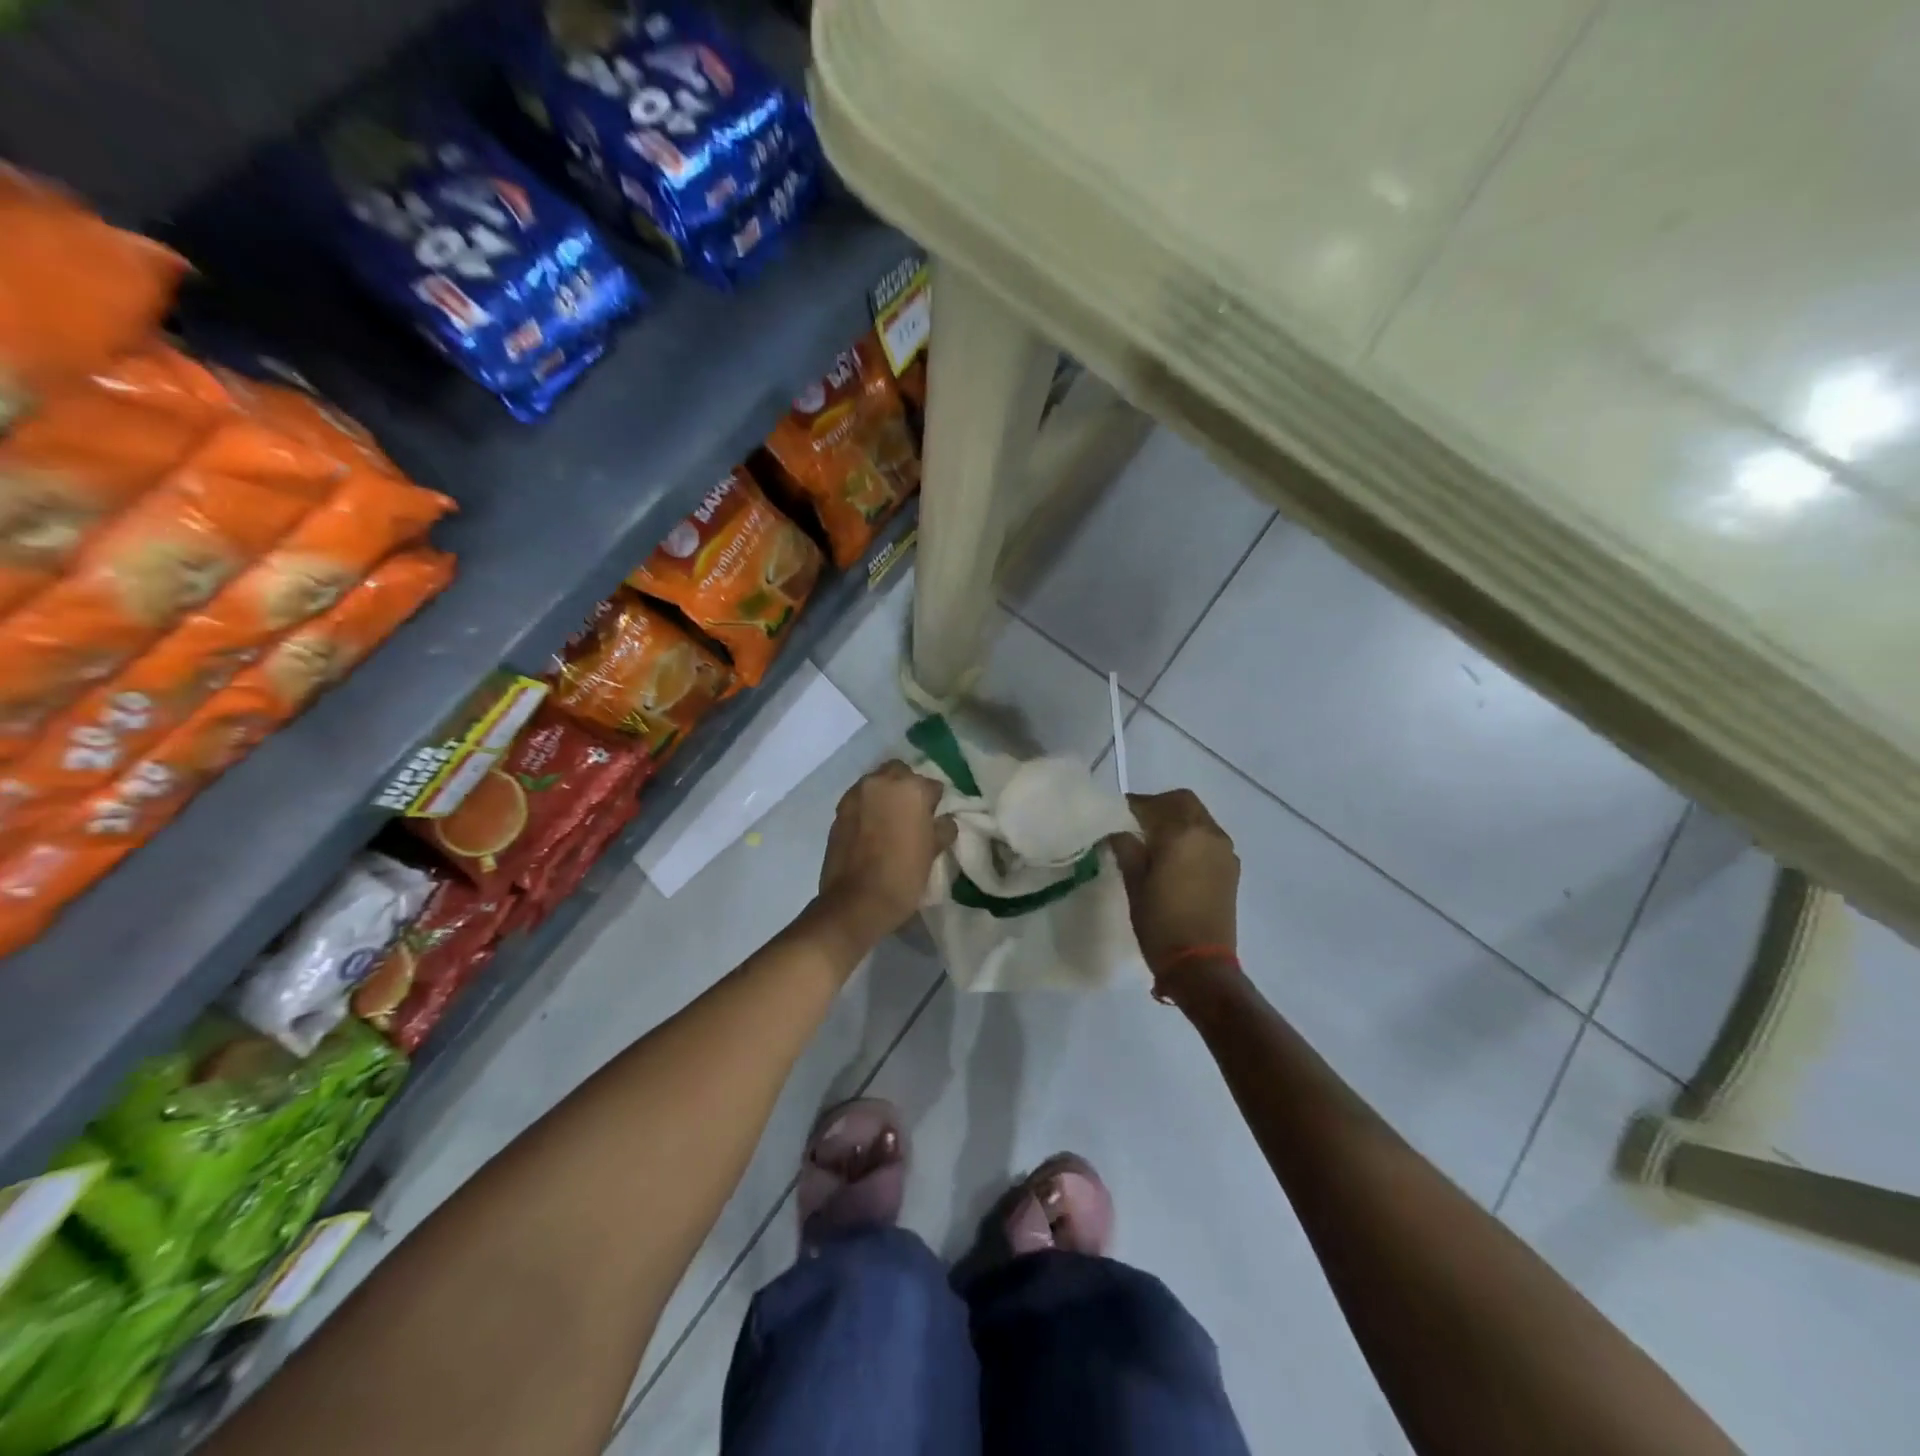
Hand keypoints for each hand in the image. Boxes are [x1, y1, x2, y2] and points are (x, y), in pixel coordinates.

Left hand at [815, 761, 953, 952]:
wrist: (856, 902)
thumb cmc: (902, 876)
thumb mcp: (932, 852)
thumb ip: (941, 828)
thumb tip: (944, 820)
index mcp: (911, 788)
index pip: (932, 786)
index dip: (935, 803)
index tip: (934, 819)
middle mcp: (881, 782)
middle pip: (900, 773)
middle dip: (907, 787)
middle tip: (912, 813)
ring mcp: (856, 795)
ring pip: (876, 783)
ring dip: (885, 795)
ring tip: (889, 821)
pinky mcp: (838, 811)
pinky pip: (859, 800)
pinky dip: (867, 808)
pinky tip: (871, 830)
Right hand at [1109, 789, 1239, 987]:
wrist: (1201, 965)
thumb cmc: (1160, 922)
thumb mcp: (1134, 883)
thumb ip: (1127, 848)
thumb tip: (1119, 832)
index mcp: (1182, 833)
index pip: (1153, 804)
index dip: (1132, 806)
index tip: (1116, 816)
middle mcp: (1208, 833)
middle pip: (1183, 802)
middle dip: (1159, 807)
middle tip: (1137, 824)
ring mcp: (1224, 851)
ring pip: (1199, 818)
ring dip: (1177, 820)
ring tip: (1154, 842)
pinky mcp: (1231, 868)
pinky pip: (1209, 838)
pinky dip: (1192, 837)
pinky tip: (1175, 858)